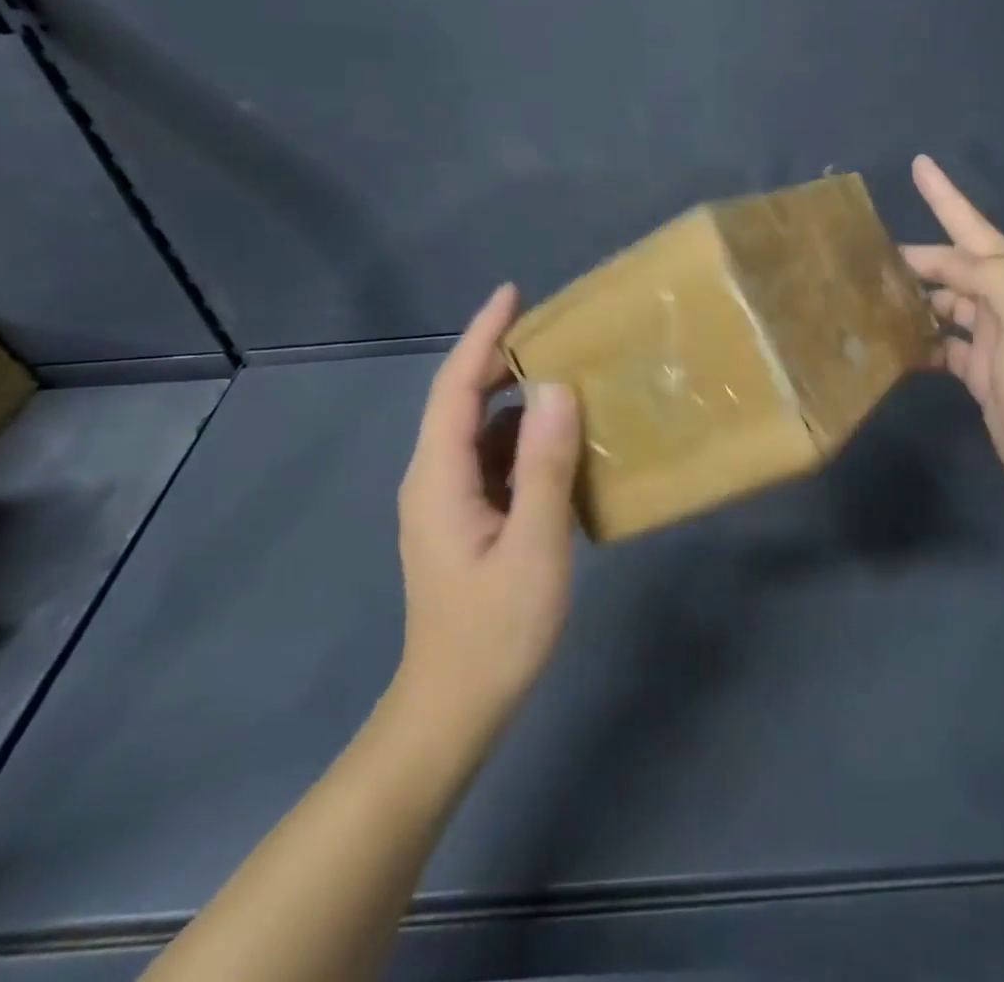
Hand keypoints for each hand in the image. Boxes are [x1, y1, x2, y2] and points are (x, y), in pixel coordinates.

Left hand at [395, 284, 580, 736]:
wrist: (453, 710)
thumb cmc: (493, 632)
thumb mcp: (533, 547)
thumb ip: (545, 467)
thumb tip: (558, 388)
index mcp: (439, 476)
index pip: (455, 387)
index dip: (483, 336)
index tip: (513, 293)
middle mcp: (434, 478)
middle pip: (463, 401)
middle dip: (501, 358)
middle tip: (556, 329)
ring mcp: (448, 501)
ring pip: (480, 430)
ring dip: (517, 398)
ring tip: (568, 375)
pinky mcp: (466, 519)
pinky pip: (493, 459)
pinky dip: (523, 438)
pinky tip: (561, 442)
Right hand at [903, 155, 1003, 524]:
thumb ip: (987, 276)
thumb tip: (941, 266)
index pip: (973, 228)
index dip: (945, 195)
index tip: (919, 163)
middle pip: (951, 266)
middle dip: (915, 256)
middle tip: (865, 256)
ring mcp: (991, 338)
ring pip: (943, 303)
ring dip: (912, 297)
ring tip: (869, 295)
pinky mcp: (979, 371)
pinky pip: (941, 343)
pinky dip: (919, 338)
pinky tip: (892, 341)